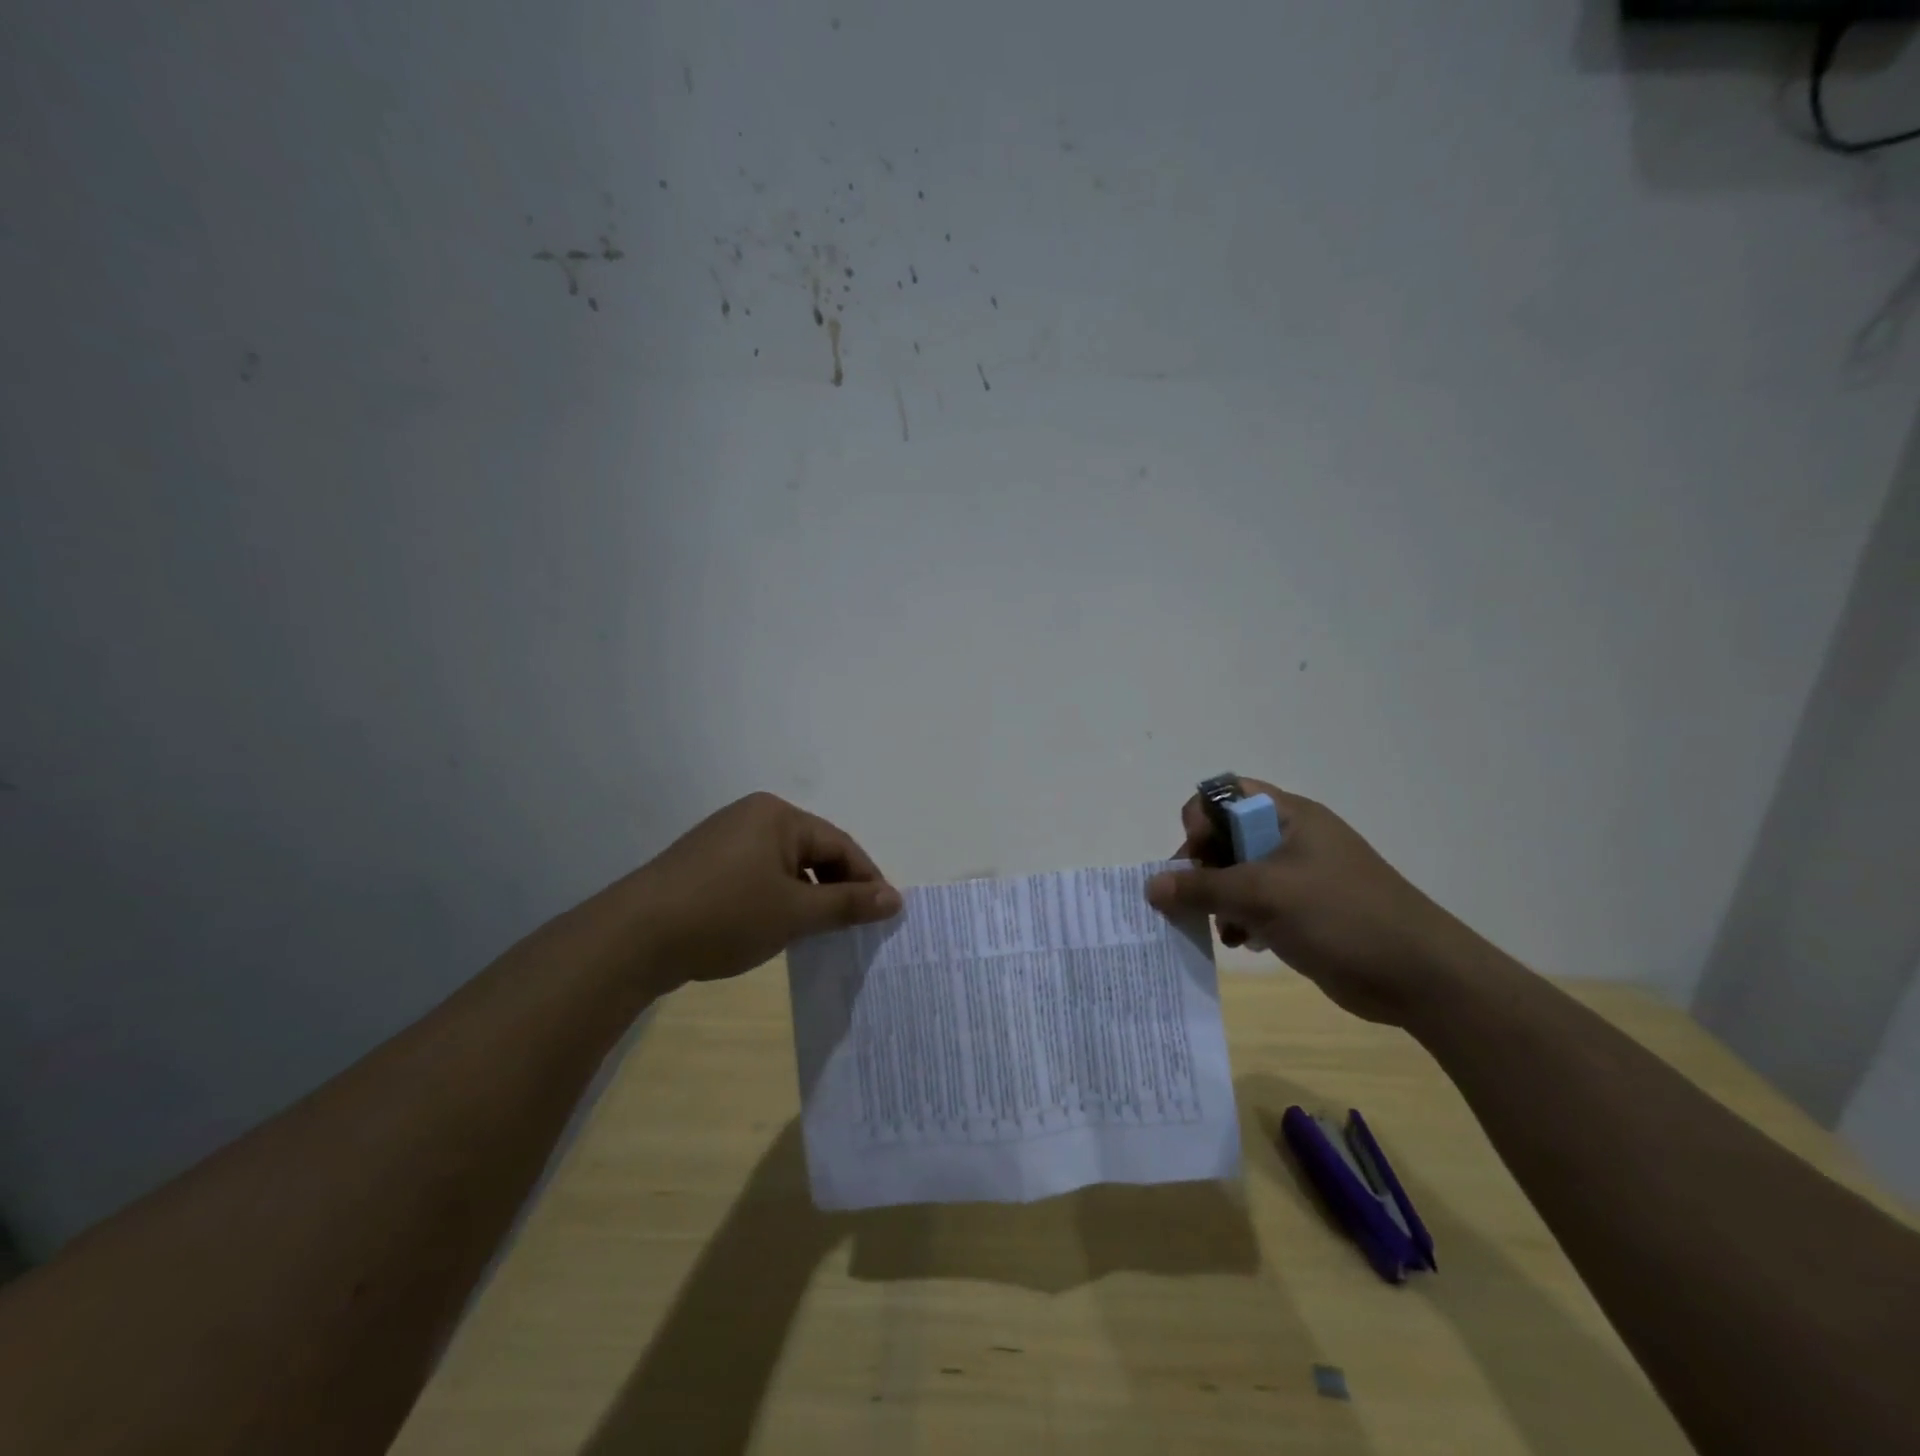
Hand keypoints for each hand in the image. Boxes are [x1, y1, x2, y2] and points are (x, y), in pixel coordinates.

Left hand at [632, 793, 900, 991]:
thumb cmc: (725, 915)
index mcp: (778, 815)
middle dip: (836, 888)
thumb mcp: (795, 913)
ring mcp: (724, 838)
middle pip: (813, 851)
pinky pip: (757, 875)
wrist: (634, 938)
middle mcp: (752, 816)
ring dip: (806, 896)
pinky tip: (776, 927)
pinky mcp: (705, 863)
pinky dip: (776, 899)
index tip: (883, 916)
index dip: (866, 880)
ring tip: (818, 932)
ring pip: (785, 866)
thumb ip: (848, 904)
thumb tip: (895, 899)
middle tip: (853, 927)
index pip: (840, 845)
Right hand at [1145, 780, 1481, 1024]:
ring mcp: (1298, 876)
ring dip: (1217, 899)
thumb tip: (1150, 886)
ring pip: (1236, 874)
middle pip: (1225, 837)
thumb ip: (1202, 888)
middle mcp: (1290, 838)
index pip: (1225, 795)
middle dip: (1202, 868)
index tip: (1198, 856)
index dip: (1201, 820)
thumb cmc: (1340, 916)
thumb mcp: (1263, 895)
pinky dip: (1239, 919)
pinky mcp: (1303, 911)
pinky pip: (1254, 904)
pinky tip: (1242, 942)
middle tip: (1193, 899)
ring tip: (1220, 927)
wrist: (1418, 975)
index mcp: (1288, 816)